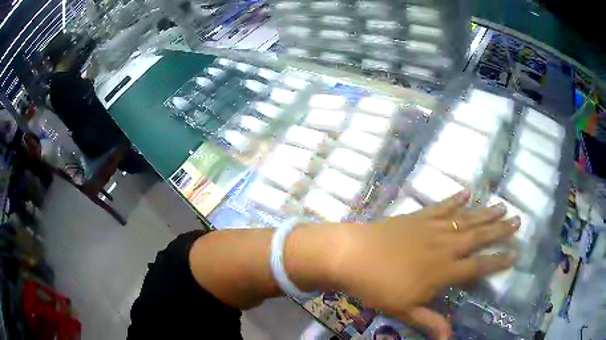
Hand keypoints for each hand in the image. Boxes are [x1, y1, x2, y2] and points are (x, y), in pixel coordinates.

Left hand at [332, 190, 518, 338]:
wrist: (352, 256)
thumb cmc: (378, 287)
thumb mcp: (405, 311)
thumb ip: (431, 322)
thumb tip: (449, 339)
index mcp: (444, 271)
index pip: (479, 266)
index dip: (499, 261)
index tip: (515, 254)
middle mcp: (445, 246)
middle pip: (479, 237)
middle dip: (500, 230)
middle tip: (518, 220)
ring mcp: (432, 228)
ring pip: (466, 219)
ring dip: (486, 213)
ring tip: (503, 206)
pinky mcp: (418, 216)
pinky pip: (442, 206)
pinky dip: (455, 199)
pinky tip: (467, 192)